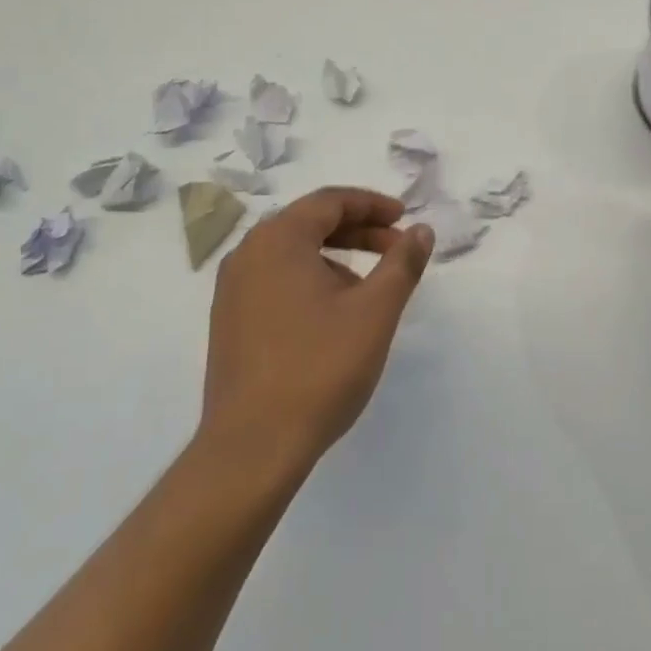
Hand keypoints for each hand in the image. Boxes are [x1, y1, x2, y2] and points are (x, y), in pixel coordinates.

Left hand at [200, 187, 432, 477]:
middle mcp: (248, 252)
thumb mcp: (374, 312)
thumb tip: (421, 230)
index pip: (330, 201)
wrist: (251, 449)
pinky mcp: (228, 320)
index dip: (372, 205)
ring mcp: (232, 288)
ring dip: (335, 256)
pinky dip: (310, 279)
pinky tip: (332, 313)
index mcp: (278, 238)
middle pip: (310, 223)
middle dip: (358, 230)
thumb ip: (402, 263)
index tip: (404, 218)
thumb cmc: (318, 369)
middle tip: (396, 247)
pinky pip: (275, 278)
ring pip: (292, 252)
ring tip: (369, 287)